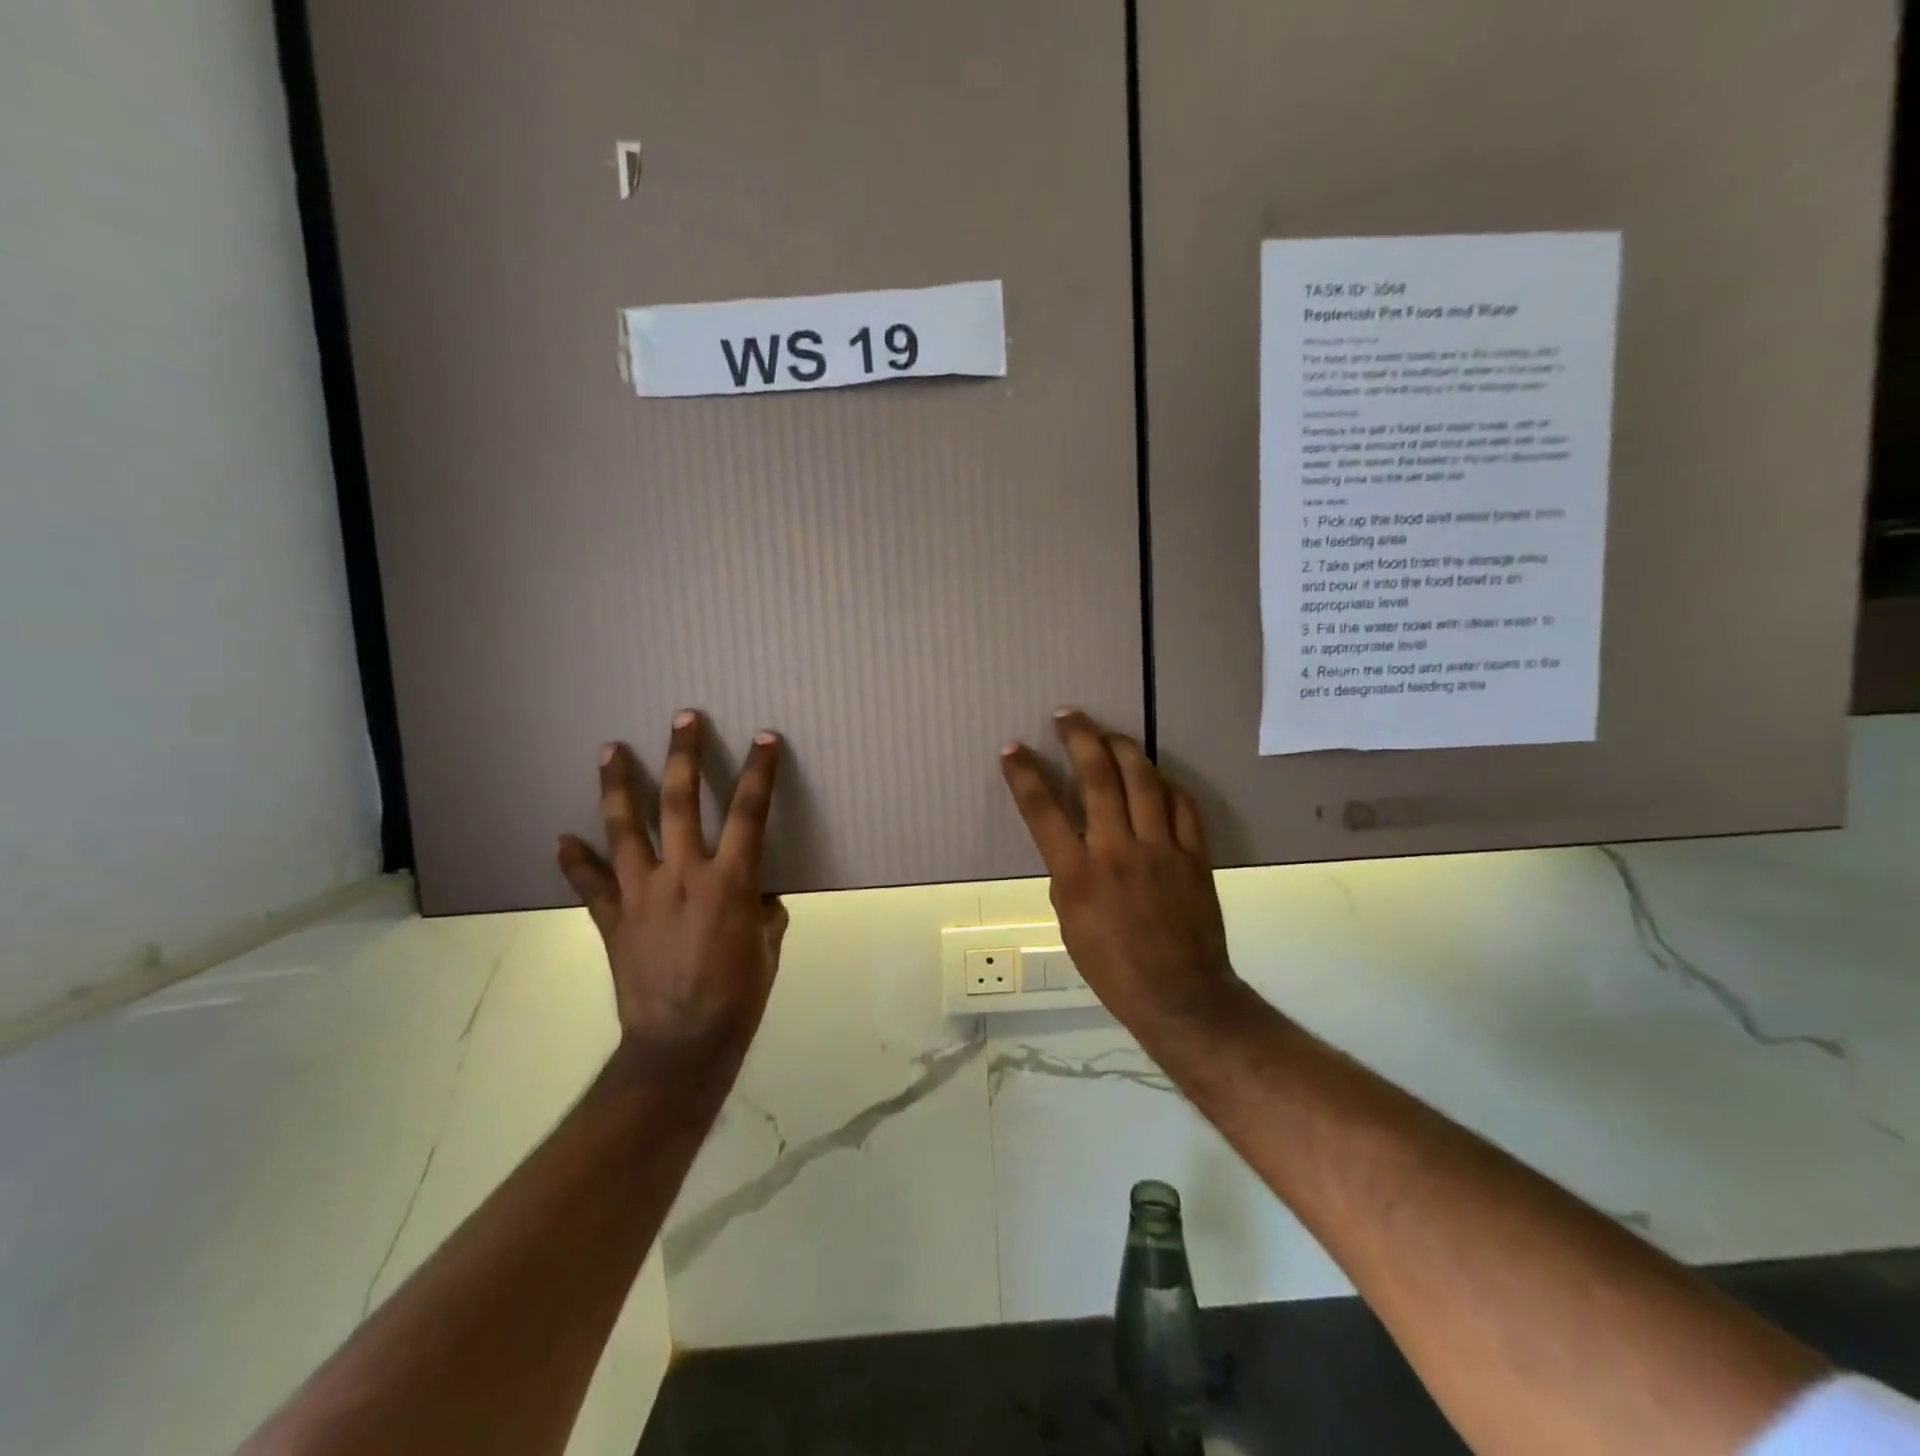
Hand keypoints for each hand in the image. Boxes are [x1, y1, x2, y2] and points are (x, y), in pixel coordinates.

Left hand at [557, 711, 788, 1060]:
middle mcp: (684, 875)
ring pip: (626, 829)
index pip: (751, 813)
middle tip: (683, 719)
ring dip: (618, 786)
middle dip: (684, 756)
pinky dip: (575, 861)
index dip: (760, 772)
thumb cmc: (738, 995)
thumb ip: (763, 911)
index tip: (765, 739)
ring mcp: (642, 893)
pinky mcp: (613, 919)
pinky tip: (563, 839)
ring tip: (609, 750)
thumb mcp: (768, 947)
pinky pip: (590, 884)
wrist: (681, 1045)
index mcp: (731, 881)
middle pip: (682, 802)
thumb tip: (756, 896)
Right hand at [1000, 711, 1240, 1036]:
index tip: (1013, 750)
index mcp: (1078, 874)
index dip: (1024, 775)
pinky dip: (1165, 785)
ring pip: (1144, 780)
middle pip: (1098, 778)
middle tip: (1067, 716)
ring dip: (1122, 748)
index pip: (1043, 810)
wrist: (1179, 995)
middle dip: (1078, 738)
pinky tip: (1155, 777)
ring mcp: (1161, 849)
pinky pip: (1182, 805)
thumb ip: (1067, 876)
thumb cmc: (1112, 968)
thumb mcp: (1069, 925)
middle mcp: (1117, 851)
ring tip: (1107, 734)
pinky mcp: (1194, 854)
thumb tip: (1071, 846)